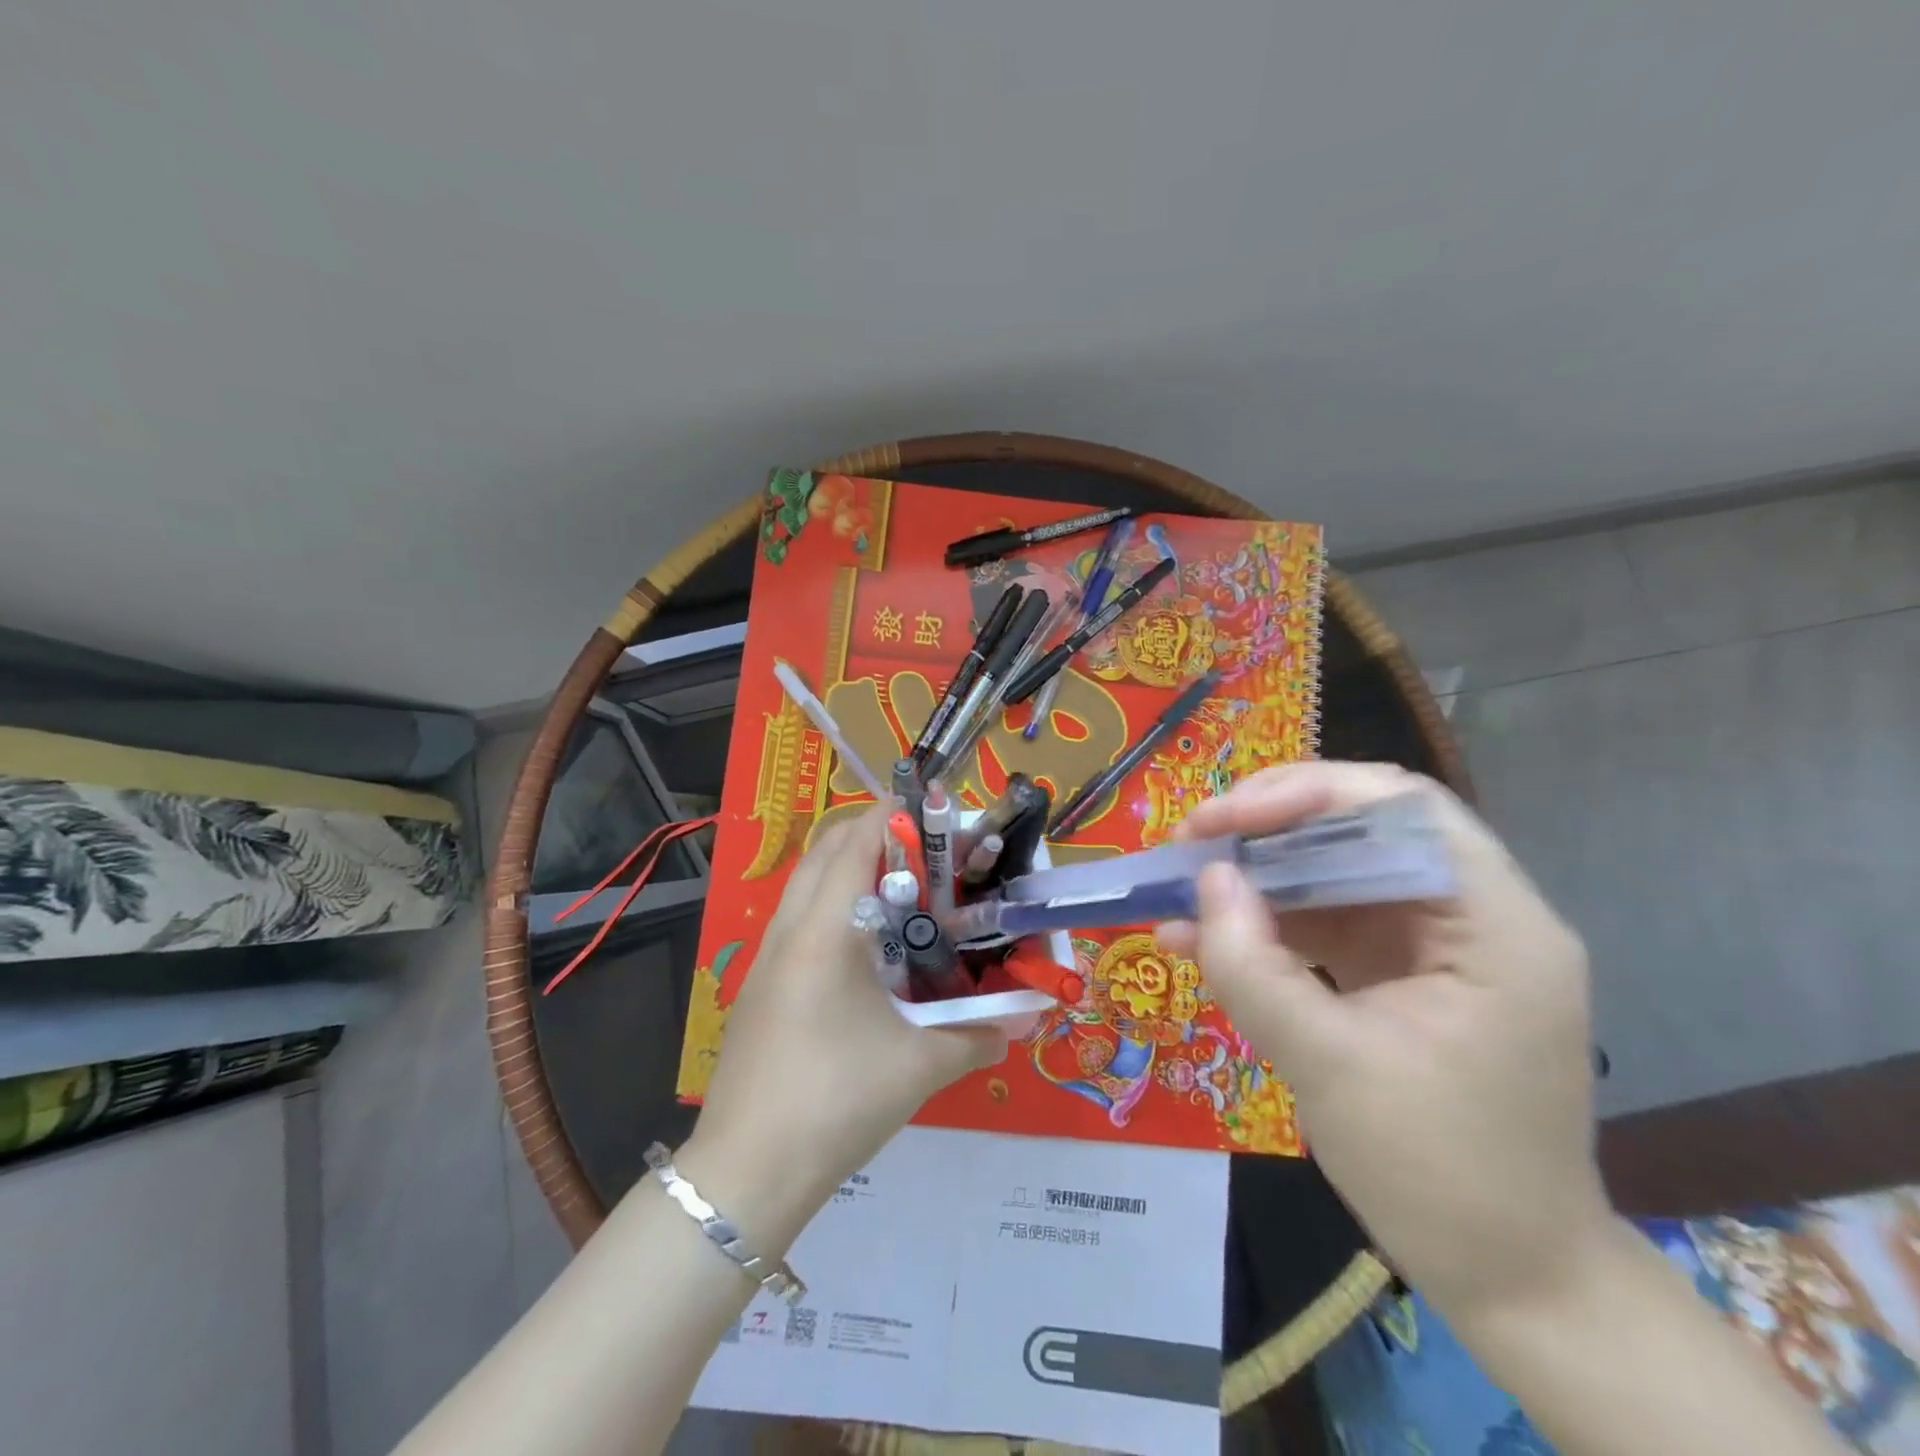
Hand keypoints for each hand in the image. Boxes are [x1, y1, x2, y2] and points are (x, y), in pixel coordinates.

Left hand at [684, 809, 1006, 1247]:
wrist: (747, 1173)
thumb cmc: (837, 1102)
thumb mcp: (919, 1067)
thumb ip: (980, 1034)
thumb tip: (1029, 1017)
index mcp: (825, 931)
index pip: (855, 842)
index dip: (892, 816)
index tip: (934, 815)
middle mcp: (789, 929)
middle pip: (824, 849)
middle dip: (872, 834)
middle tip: (924, 851)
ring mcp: (767, 957)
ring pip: (806, 883)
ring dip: (849, 869)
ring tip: (903, 893)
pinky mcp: (760, 986)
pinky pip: (798, 919)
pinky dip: (833, 906)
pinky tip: (868, 950)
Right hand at [1156, 762, 1610, 1319]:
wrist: (1509, 1279)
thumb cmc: (1439, 1175)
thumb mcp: (1329, 1067)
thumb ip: (1255, 967)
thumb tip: (1205, 880)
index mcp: (1495, 925)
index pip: (1403, 809)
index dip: (1307, 794)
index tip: (1223, 819)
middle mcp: (1474, 915)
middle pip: (1364, 828)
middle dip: (1269, 828)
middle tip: (1192, 841)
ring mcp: (1436, 943)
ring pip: (1335, 871)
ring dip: (1257, 876)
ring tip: (1179, 888)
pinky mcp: (1402, 971)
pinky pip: (1326, 923)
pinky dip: (1265, 925)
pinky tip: (1199, 939)